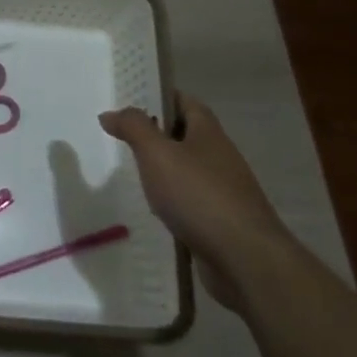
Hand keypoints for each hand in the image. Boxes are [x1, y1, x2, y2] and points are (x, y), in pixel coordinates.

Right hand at [99, 94, 295, 311]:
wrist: (246, 260)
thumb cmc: (199, 195)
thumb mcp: (157, 153)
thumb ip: (133, 128)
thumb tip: (111, 113)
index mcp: (208, 133)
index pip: (186, 102)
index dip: (161, 96)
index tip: (133, 99)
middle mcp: (220, 157)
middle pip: (187, 135)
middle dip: (158, 134)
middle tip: (124, 136)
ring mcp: (225, 191)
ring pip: (189, 170)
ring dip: (164, 169)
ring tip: (133, 172)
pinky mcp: (222, 222)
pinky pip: (192, 201)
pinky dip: (173, 201)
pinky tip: (154, 210)